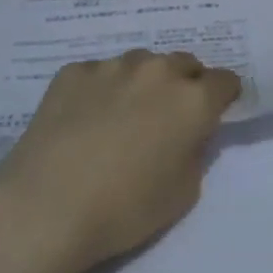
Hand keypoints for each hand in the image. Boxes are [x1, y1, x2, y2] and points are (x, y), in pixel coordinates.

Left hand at [0, 50, 241, 272]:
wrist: (47, 204)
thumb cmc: (124, 209)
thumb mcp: (183, 193)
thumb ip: (194, 151)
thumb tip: (187, 133)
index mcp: (191, 100)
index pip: (224, 81)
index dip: (223, 96)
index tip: (215, 111)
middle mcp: (156, 71)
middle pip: (183, 63)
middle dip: (184, 83)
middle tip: (168, 115)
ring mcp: (112, 66)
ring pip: (140, 63)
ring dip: (143, 82)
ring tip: (123, 115)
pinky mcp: (74, 71)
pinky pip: (99, 73)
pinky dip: (101, 90)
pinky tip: (84, 119)